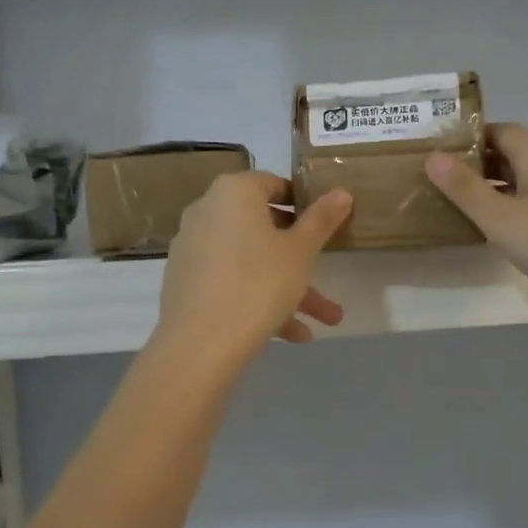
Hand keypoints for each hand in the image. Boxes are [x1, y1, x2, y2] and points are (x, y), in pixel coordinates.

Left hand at [155, 173, 351, 365]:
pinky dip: (258, 298)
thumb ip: (322, 219)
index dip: (302, 203)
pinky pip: (230, 280)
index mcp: (234, 192)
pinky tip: (292, 334)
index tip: (323, 226)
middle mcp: (207, 211)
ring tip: (326, 321)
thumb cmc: (259, 283)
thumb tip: (342, 192)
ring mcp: (192, 247)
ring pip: (250, 260)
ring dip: (288, 287)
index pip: (274, 184)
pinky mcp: (185, 281)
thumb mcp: (301, 251)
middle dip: (300, 257)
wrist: (200, 344)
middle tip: (326, 273)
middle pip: (263, 227)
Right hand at [427, 124, 527, 309]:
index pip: (495, 130)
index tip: (434, 154)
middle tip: (436, 182)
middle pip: (507, 154)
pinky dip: (509, 208)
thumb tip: (432, 157)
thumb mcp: (502, 217)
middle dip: (473, 165)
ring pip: (520, 180)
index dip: (464, 139)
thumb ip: (465, 189)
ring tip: (455, 206)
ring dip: (490, 189)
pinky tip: (493, 230)